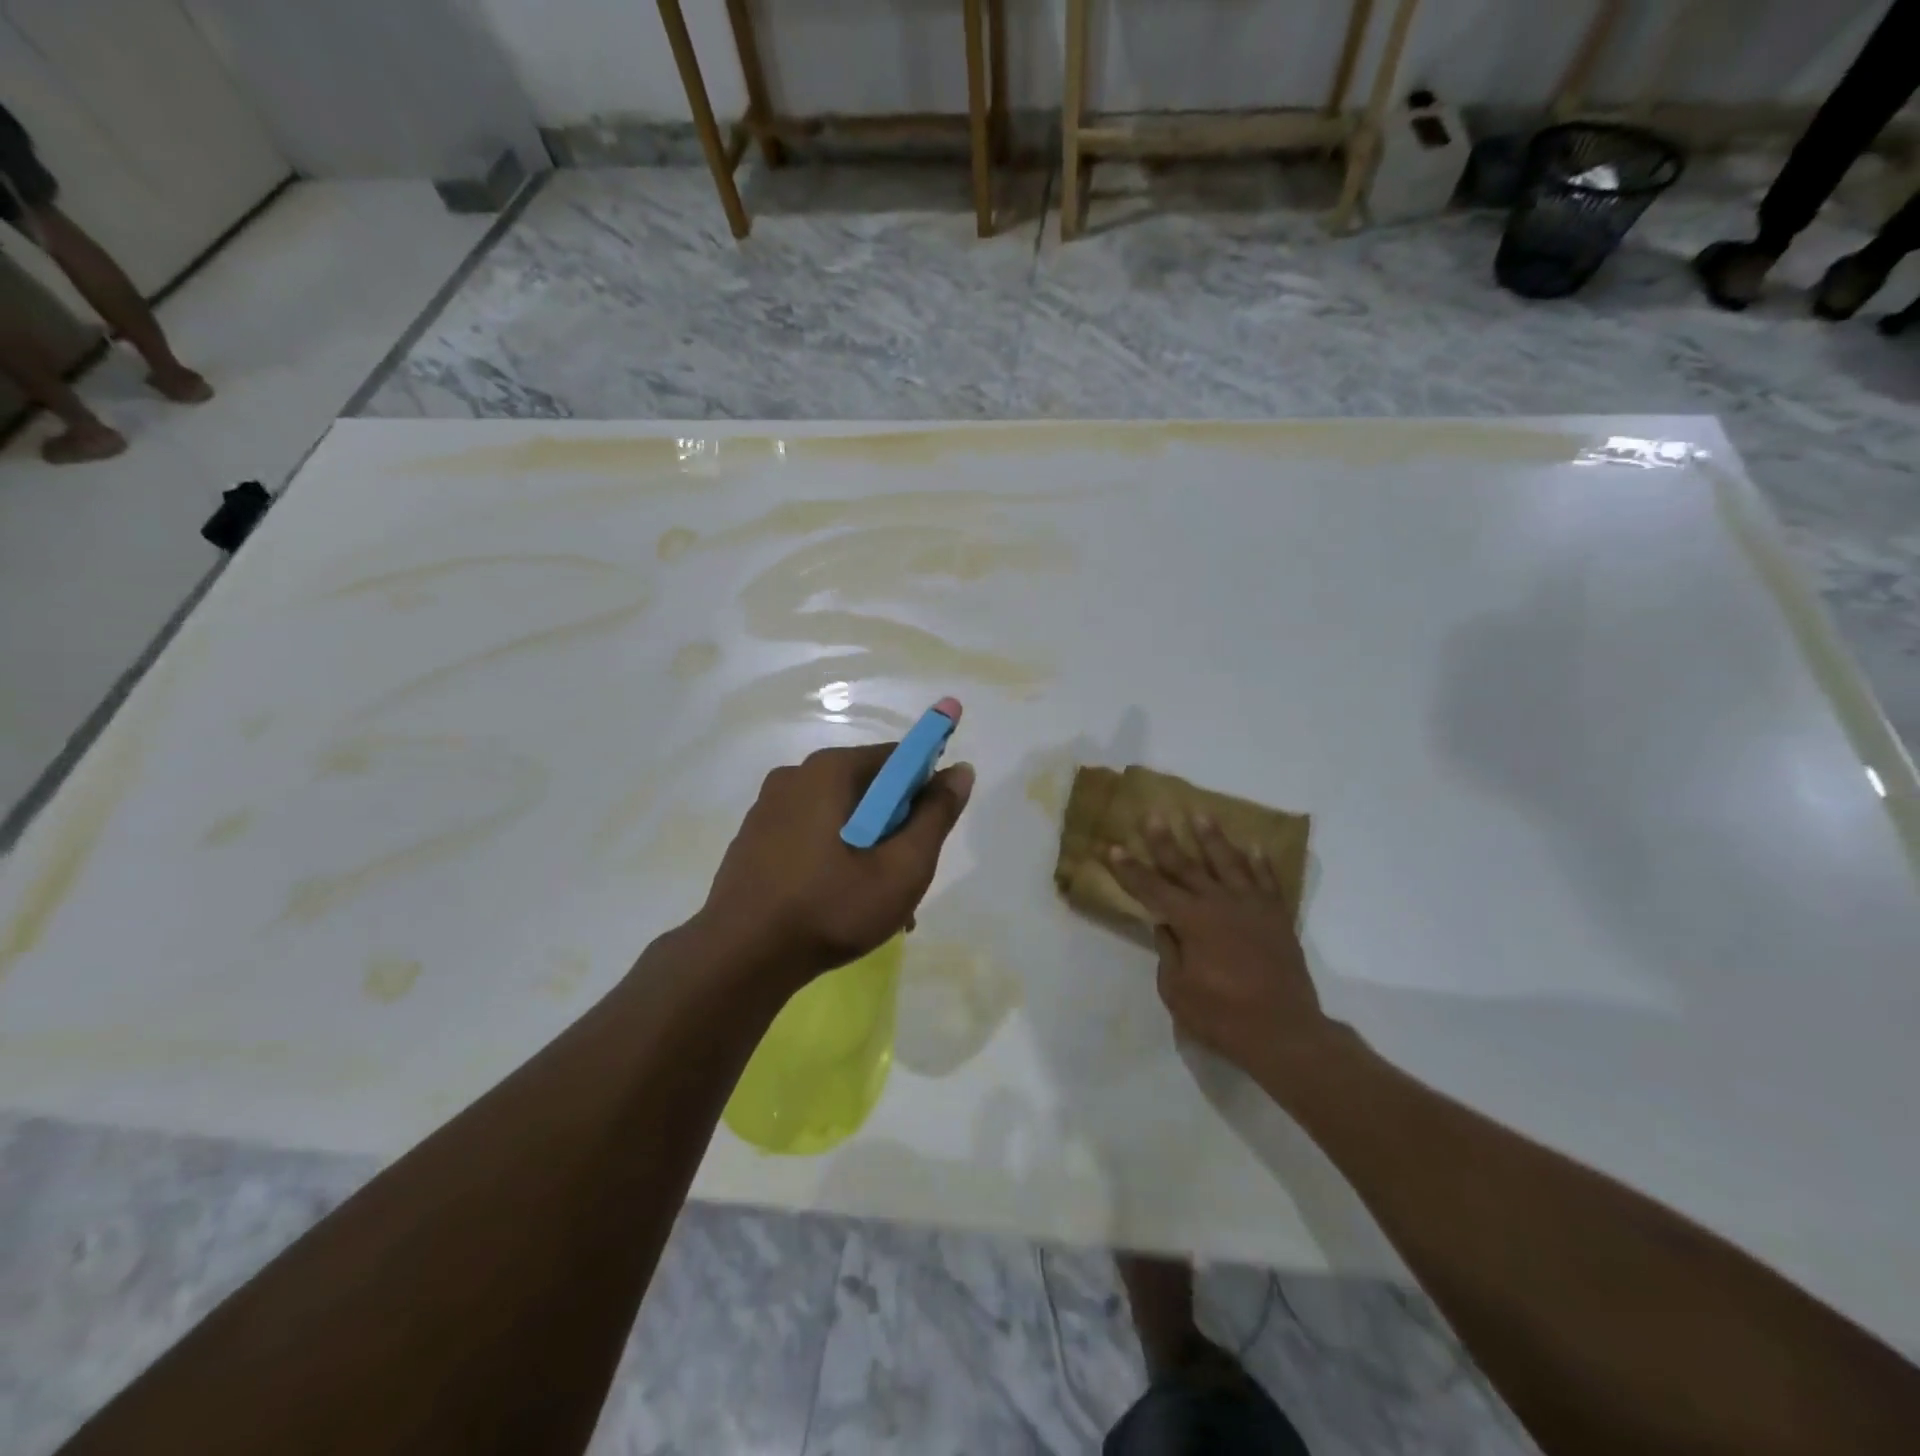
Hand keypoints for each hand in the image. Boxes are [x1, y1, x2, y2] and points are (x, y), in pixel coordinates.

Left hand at [699, 737, 973, 983]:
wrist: (740, 959)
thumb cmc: (830, 908)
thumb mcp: (902, 868)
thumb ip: (936, 816)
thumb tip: (960, 770)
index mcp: (830, 770)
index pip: (898, 758)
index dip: (926, 788)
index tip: (933, 831)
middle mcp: (795, 776)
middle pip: (869, 789)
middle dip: (896, 829)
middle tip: (907, 879)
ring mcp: (768, 808)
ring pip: (840, 817)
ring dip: (868, 850)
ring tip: (878, 905)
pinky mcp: (754, 839)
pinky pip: (810, 836)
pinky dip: (834, 859)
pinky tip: (840, 904)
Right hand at [1106, 815, 1337, 1075]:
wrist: (1285, 1033)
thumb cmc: (1223, 1017)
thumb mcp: (1178, 991)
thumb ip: (1168, 951)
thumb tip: (1165, 924)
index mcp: (1192, 921)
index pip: (1152, 888)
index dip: (1130, 869)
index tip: (1113, 847)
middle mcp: (1220, 904)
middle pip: (1186, 866)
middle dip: (1165, 840)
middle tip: (1153, 814)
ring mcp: (1252, 907)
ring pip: (1228, 863)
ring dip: (1213, 838)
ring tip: (1201, 814)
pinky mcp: (1277, 917)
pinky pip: (1267, 881)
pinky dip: (1260, 863)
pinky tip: (1254, 847)